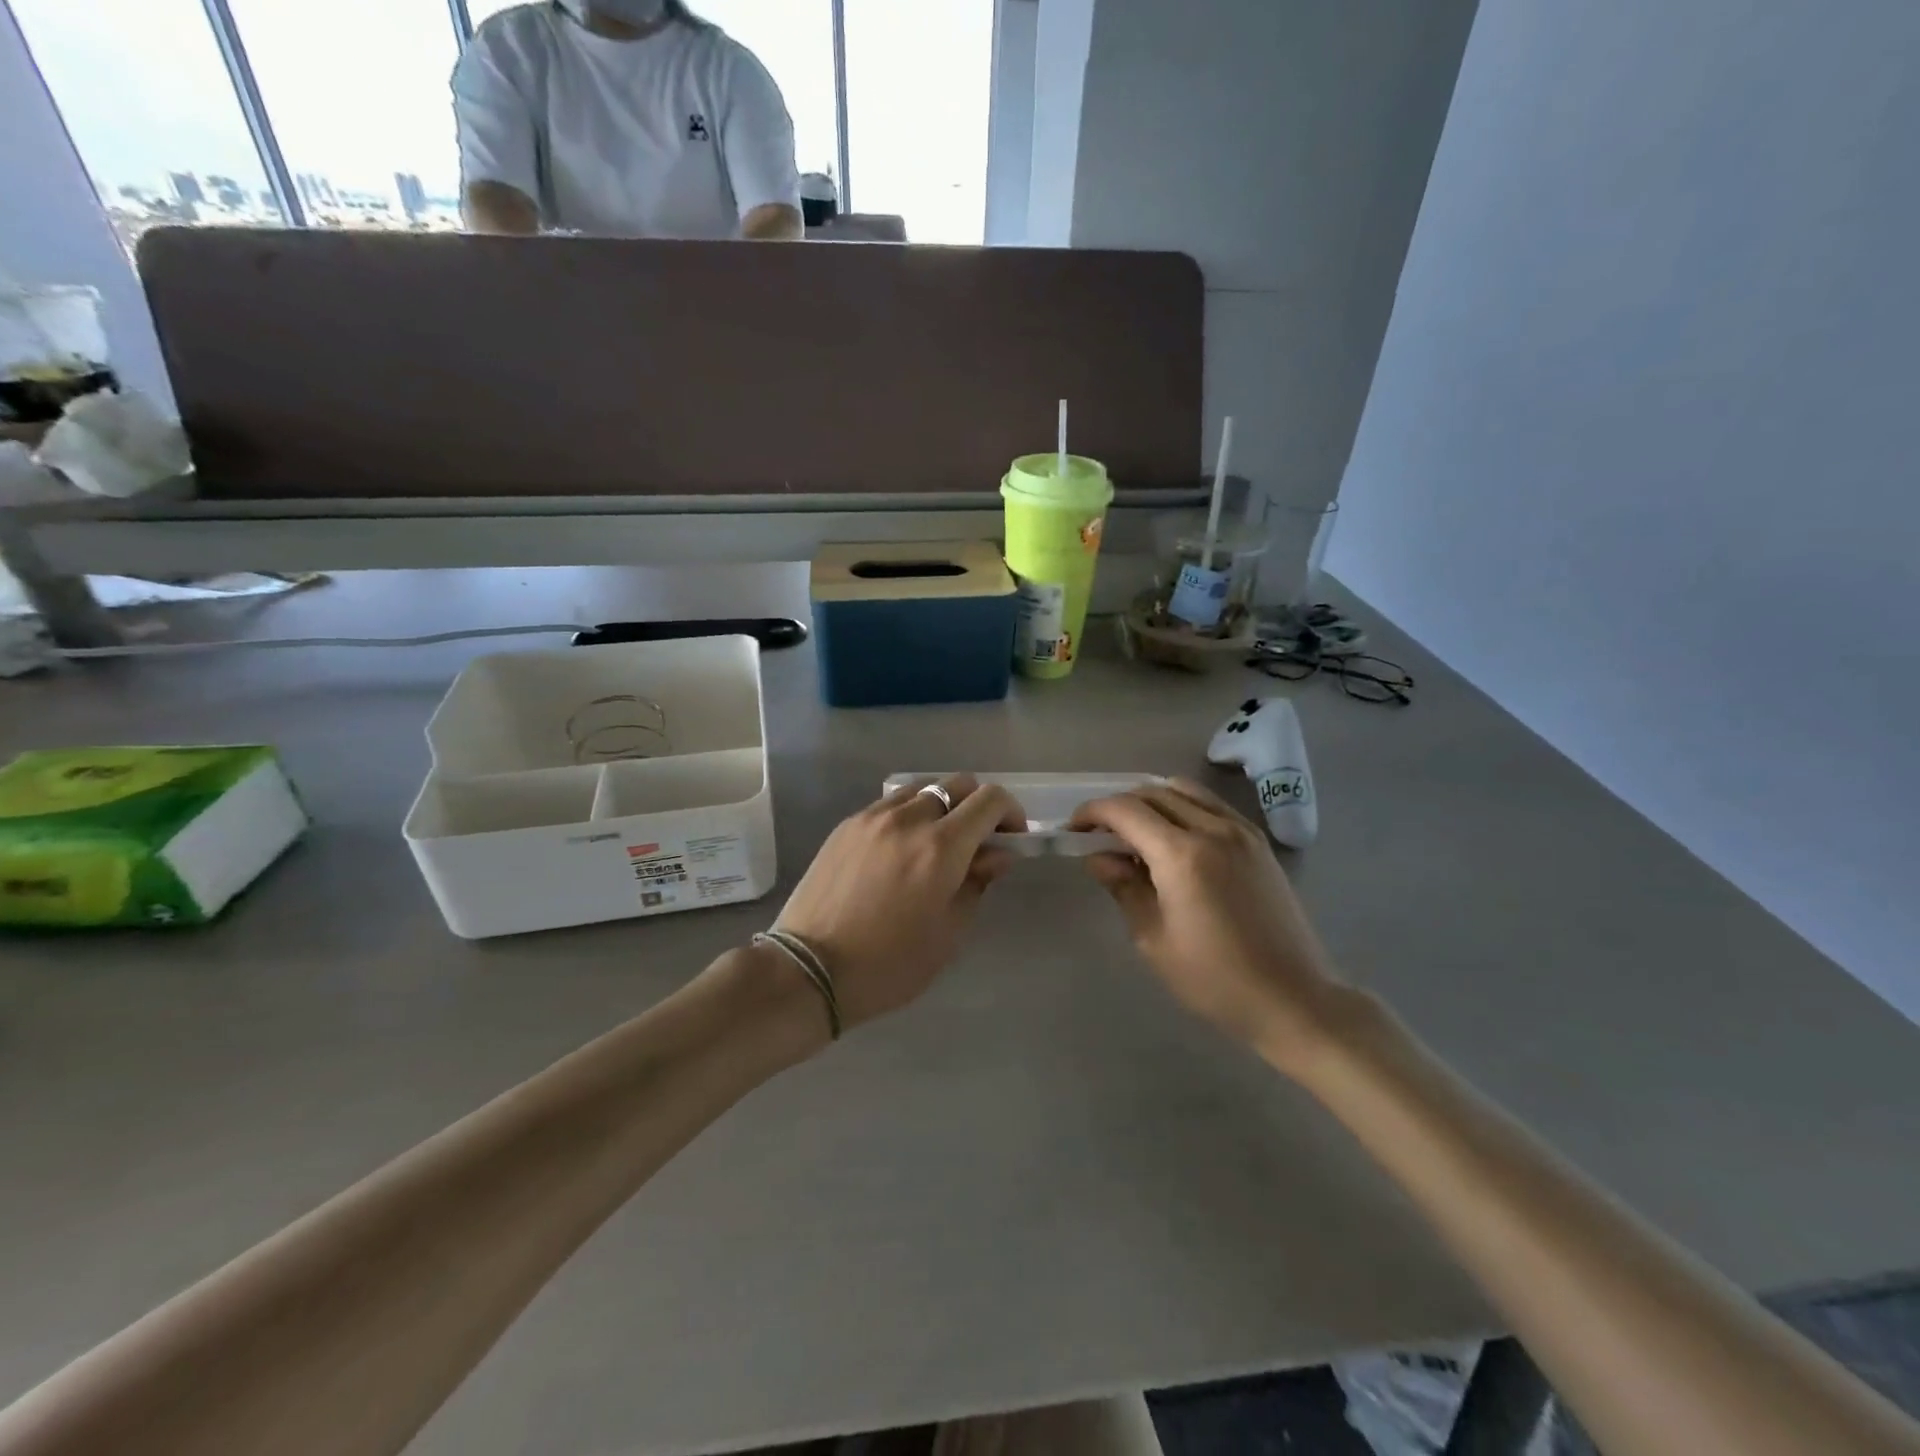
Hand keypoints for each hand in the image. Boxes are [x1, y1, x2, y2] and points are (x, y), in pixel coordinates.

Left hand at [774, 775, 1025, 1028]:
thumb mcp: (948, 933)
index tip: (1011, 838)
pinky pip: (889, 804)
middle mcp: (908, 819)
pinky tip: (901, 849)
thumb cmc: (889, 964)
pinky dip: (908, 815)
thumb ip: (977, 883)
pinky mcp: (846, 825)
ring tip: (936, 844)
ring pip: (922, 789)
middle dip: (978, 806)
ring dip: (941, 807)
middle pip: (957, 784)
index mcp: (941, 847)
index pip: (989, 800)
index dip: (1010, 813)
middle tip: (978, 842)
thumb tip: (997, 854)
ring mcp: (872, 817)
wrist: (809, 970)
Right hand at [1071, 779, 1347, 1074]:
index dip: (1093, 812)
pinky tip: (1174, 839)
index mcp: (1182, 855)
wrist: (1293, 998)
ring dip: (1151, 801)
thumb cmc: (1215, 979)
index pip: (1125, 811)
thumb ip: (1124, 888)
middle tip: (1099, 834)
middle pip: (1153, 793)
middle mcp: (1213, 829)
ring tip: (1135, 832)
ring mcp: (1241, 831)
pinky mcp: (1258, 842)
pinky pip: (1211, 805)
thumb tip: (1099, 858)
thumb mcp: (1154, 939)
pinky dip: (1183, 807)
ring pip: (1185, 791)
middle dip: (1119, 806)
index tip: (1074, 829)